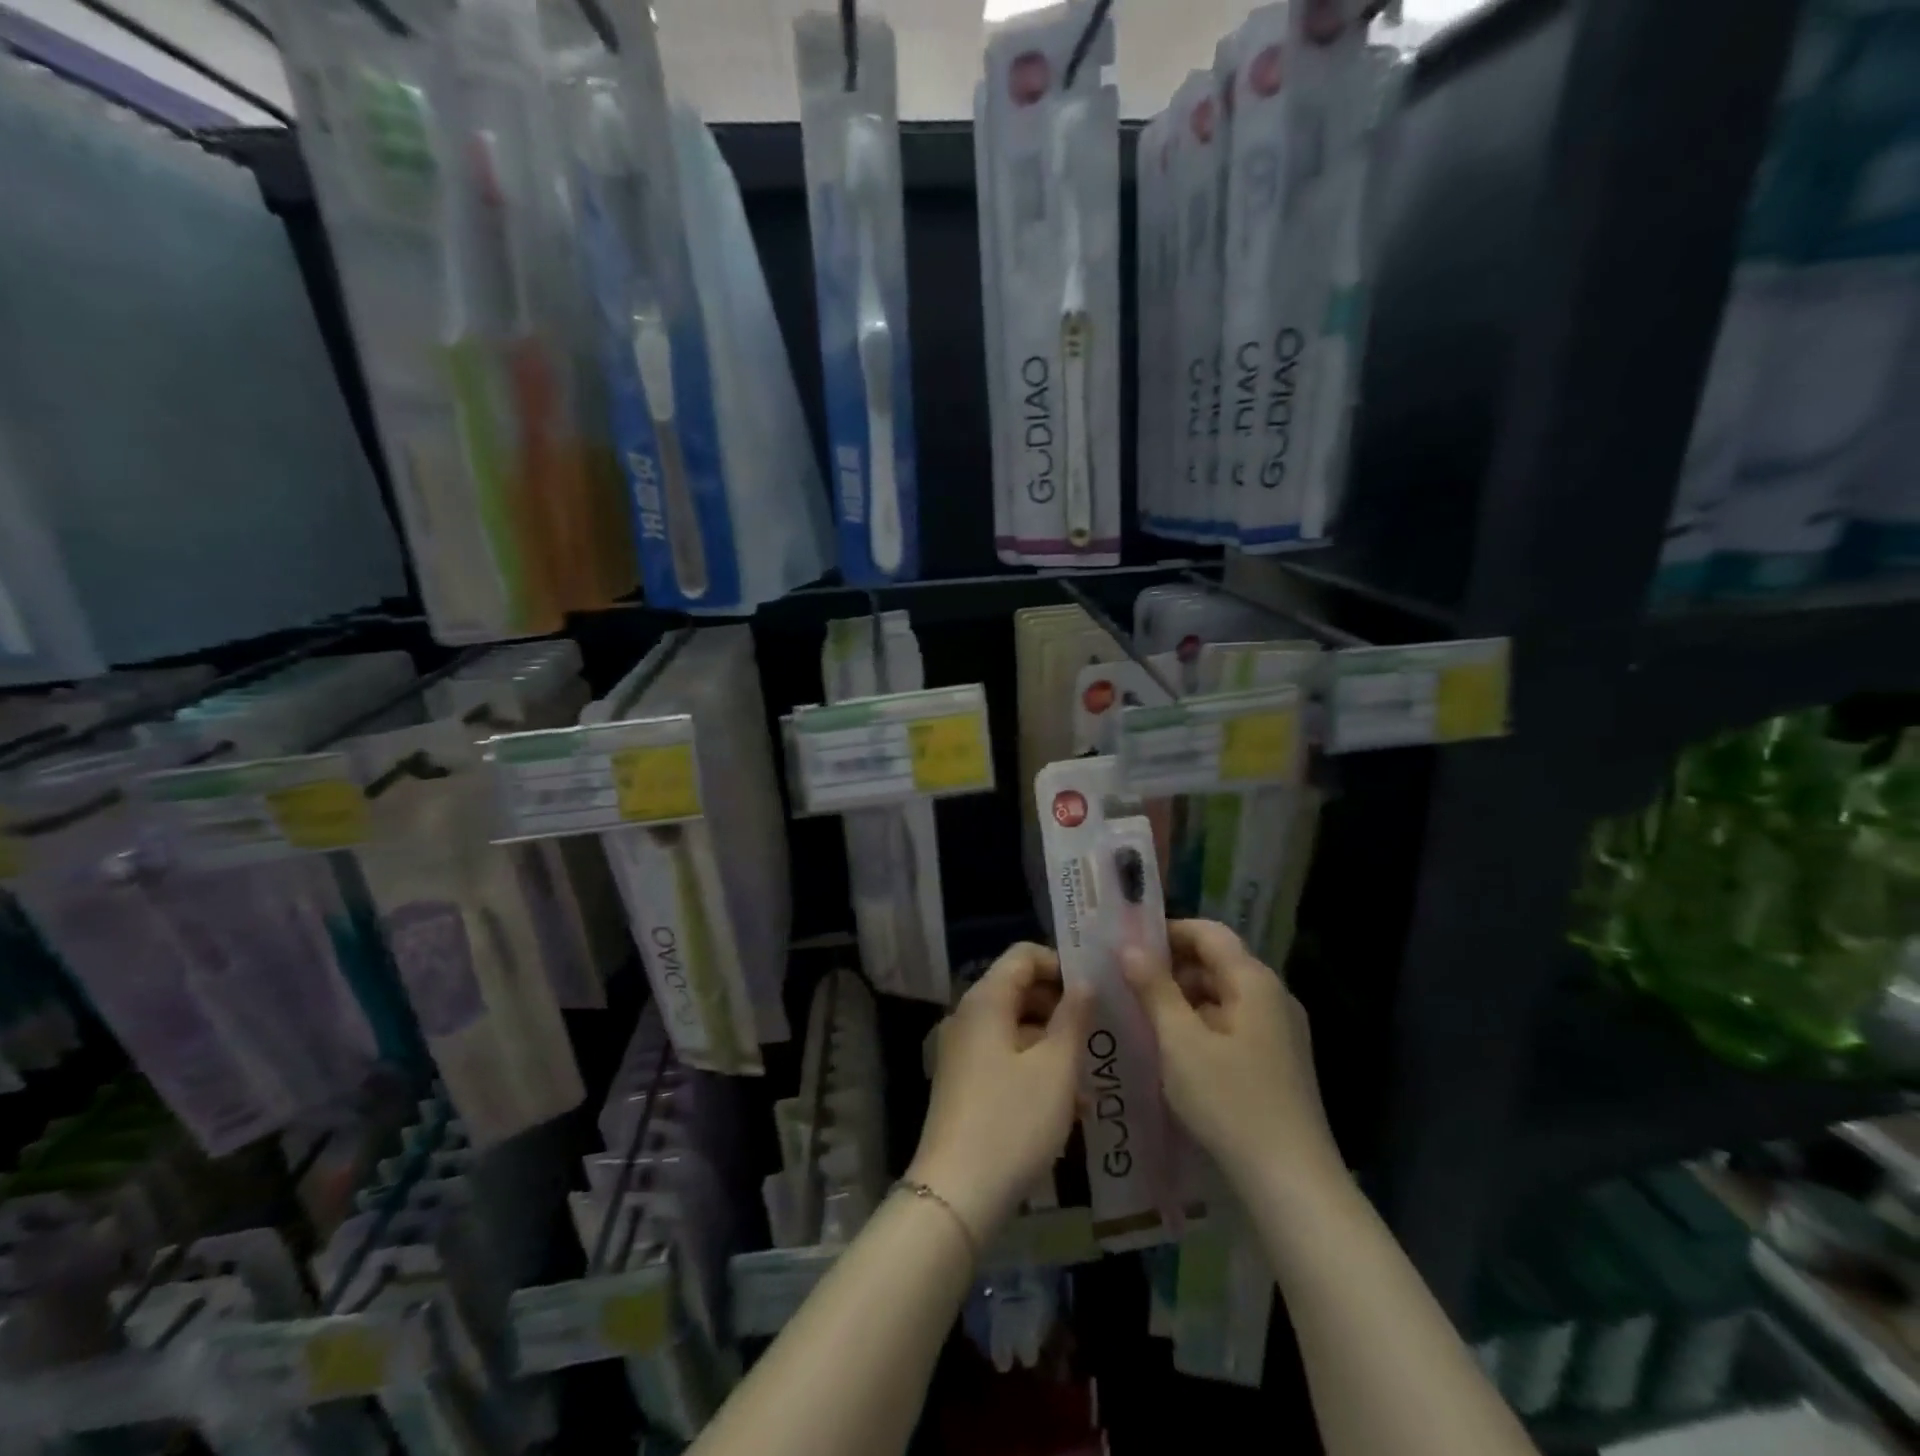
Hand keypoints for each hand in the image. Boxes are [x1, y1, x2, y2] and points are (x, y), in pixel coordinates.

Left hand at [907, 942, 1093, 1246]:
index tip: (1095, 992)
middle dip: (1061, 1006)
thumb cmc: (1012, 1121)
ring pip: (1015, 1027)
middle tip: (1100, 1033)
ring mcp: (962, 1050)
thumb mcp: (1056, 1068)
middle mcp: (969, 1016)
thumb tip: (1084, 982)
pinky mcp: (964, 1081)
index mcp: (986, 1000)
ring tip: (1091, 1076)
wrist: (956, 1194)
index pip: (1024, 955)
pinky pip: (1005, 1056)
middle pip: (1019, 989)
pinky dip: (1035, 1066)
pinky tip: (1068, 1104)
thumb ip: (1073, 1018)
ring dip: (1053, 1042)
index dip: (1060, 964)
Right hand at [1123, 920, 1342, 1196]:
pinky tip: (1173, 1050)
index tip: (1128, 945)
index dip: (1168, 932)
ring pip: (1223, 996)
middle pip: (1217, 963)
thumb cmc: (1231, 1102)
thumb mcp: (1180, 1042)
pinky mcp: (1278, 1062)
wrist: (1293, 1183)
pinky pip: (1233, 1025)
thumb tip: (1129, 947)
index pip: (1208, 933)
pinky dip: (1201, 1025)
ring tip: (1141, 1016)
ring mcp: (1280, 1031)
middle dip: (1171, 968)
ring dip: (1183, 999)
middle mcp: (1273, 997)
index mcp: (1254, 982)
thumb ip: (1154, 989)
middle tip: (1126, 983)